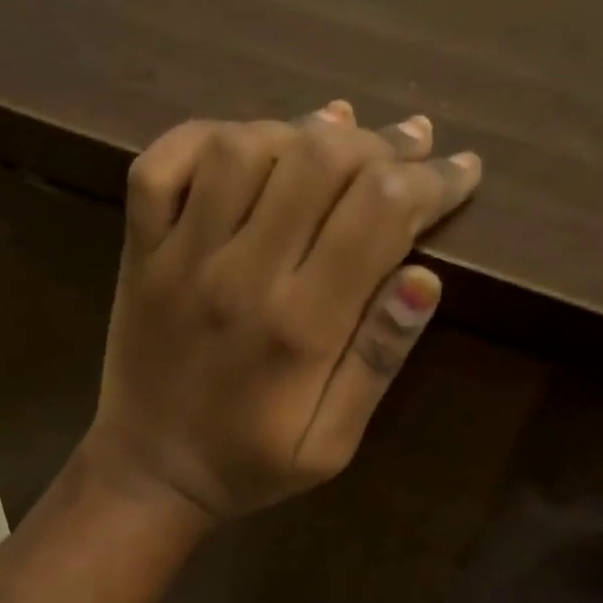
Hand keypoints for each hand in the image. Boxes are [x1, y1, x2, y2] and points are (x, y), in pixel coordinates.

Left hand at [80, 101, 481, 520]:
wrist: (150, 473)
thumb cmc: (249, 465)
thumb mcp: (332, 444)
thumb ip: (375, 362)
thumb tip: (426, 278)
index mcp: (301, 326)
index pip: (380, 213)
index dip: (433, 181)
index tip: (462, 170)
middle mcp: (241, 274)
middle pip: (319, 161)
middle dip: (382, 144)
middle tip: (411, 145)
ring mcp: (181, 255)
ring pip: (244, 147)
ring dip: (301, 130)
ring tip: (338, 135)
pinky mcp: (140, 250)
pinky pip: (162, 163)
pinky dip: (206, 135)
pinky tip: (244, 144)